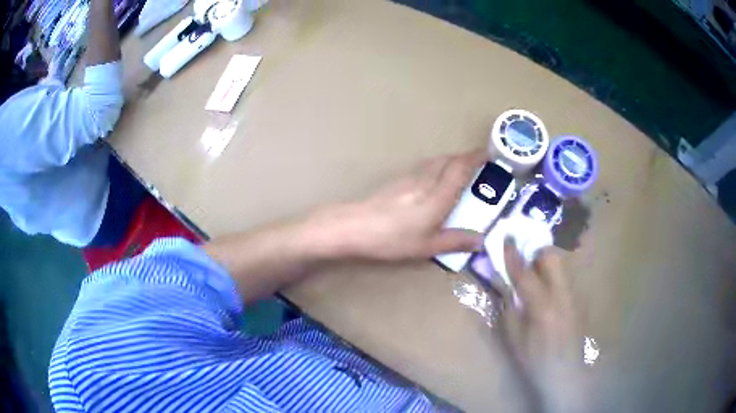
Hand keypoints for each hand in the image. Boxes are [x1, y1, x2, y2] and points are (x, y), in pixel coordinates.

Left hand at [305, 149, 487, 260]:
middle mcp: (425, 180)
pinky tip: (433, 180)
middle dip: (465, 158)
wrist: (355, 227)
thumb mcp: (428, 246)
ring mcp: (409, 178)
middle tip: (478, 164)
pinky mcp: (397, 181)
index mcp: (438, 196)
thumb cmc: (393, 239)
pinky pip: (423, 167)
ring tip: (459, 171)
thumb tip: (481, 240)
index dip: (476, 158)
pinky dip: (436, 166)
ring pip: (435, 161)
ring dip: (450, 160)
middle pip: (449, 160)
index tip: (489, 154)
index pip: (461, 168)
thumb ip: (456, 241)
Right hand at [499, 245, 589, 411]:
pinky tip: (548, 291)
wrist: (566, 375)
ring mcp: (573, 296)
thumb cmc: (534, 361)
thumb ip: (508, 307)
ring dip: (546, 263)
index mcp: (541, 306)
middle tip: (524, 261)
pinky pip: (566, 277)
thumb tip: (502, 283)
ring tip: (536, 276)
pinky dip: (554, 276)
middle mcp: (561, 295)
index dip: (512, 254)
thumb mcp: (514, 338)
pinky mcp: (579, 300)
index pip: (524, 273)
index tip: (506, 236)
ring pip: (561, 265)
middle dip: (536, 252)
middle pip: (551, 257)